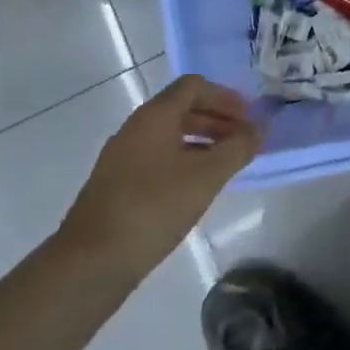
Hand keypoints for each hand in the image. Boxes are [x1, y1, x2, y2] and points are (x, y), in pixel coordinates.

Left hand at [59, 75, 260, 282]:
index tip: (248, 116)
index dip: (225, 96)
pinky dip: (184, 162)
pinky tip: (197, 188)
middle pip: (182, 109)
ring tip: (226, 165)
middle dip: (217, 119)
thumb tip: (259, 129)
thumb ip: (238, 147)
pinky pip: (157, 159)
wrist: (90, 264)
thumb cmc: (154, 207)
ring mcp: (122, 159)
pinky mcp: (116, 186)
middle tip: (243, 140)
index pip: (194, 86)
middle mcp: (135, 129)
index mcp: (154, 116)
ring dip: (202, 142)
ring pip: (170, 136)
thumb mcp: (207, 175)